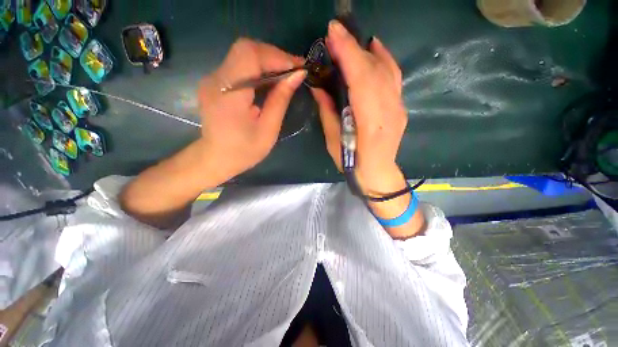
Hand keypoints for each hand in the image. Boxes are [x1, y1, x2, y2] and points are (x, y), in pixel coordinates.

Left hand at [198, 38, 305, 181]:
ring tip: (287, 74)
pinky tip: (270, 80)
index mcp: (229, 94)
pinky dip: (258, 68)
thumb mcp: (268, 130)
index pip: (250, 55)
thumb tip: (297, 76)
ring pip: (242, 55)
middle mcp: (216, 80)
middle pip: (245, 49)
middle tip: (294, 70)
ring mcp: (212, 79)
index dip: (276, 55)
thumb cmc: (244, 151)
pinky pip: (239, 66)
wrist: (216, 159)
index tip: (298, 66)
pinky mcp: (215, 83)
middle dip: (274, 56)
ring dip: (268, 61)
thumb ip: (280, 100)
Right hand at [312, 20, 407, 195]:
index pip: (361, 80)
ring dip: (367, 51)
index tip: (333, 33)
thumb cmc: (351, 163)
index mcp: (370, 123)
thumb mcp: (333, 141)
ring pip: (386, 70)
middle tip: (336, 33)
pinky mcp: (400, 107)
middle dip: (354, 48)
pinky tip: (374, 50)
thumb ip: (328, 112)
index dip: (347, 54)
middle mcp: (389, 111)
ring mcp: (398, 108)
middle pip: (374, 70)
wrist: (377, 173)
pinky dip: (384, 59)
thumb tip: (319, 87)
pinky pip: (393, 77)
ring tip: (351, 39)